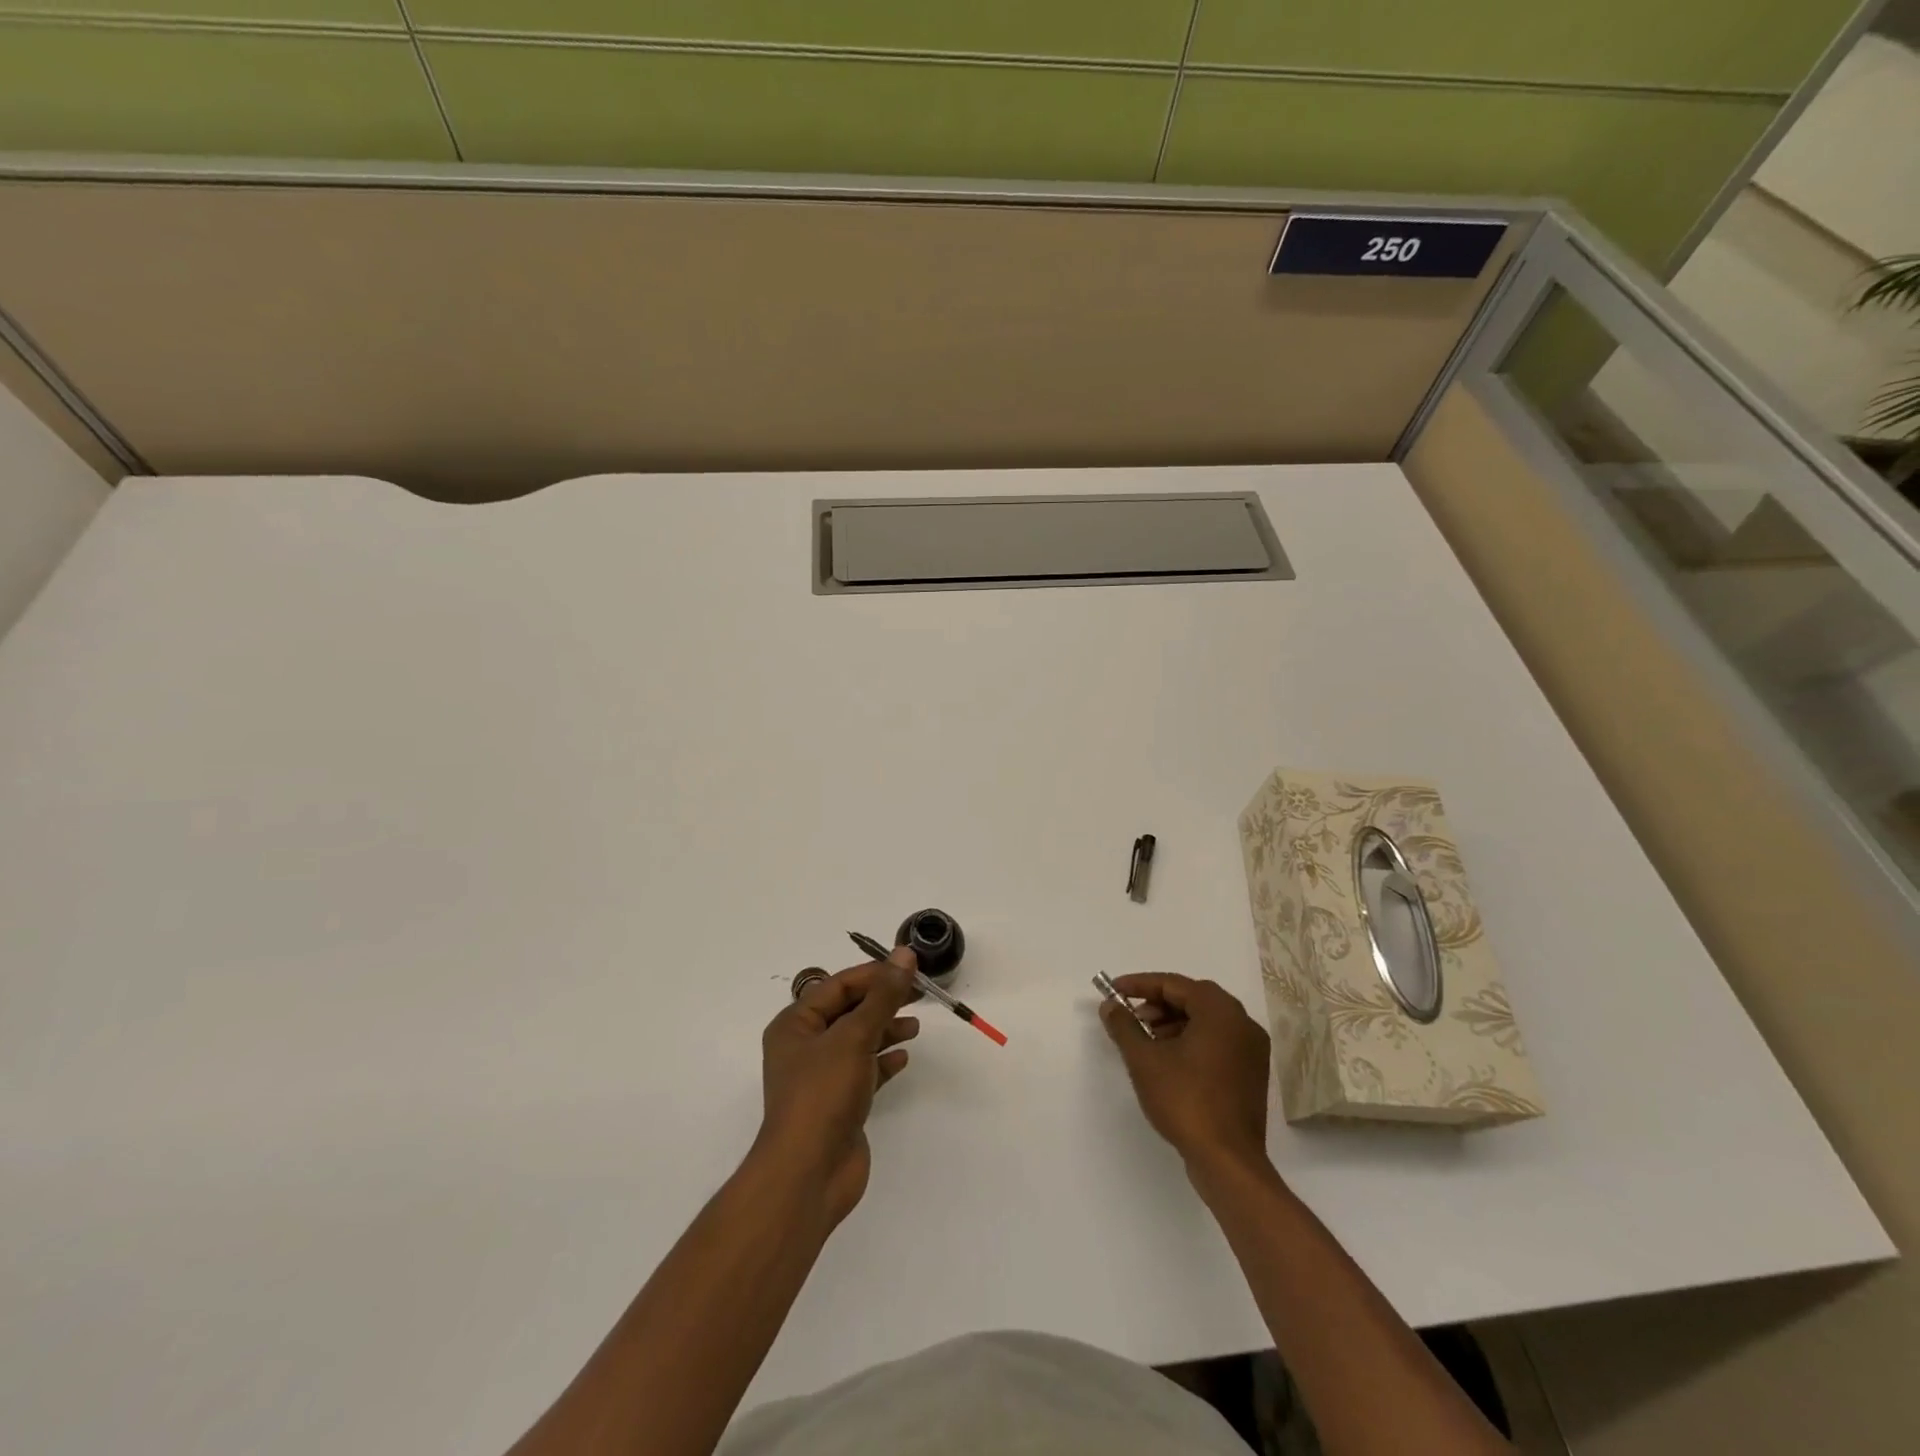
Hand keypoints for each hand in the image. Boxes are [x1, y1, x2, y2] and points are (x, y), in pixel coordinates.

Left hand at [756, 948, 920, 1226]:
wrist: (808, 1175)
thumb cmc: (823, 1094)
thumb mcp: (855, 1037)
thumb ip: (883, 996)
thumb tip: (904, 954)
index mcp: (795, 1024)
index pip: (838, 985)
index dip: (874, 974)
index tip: (909, 968)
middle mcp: (804, 1046)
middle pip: (848, 1011)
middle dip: (882, 1001)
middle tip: (919, 994)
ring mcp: (821, 1077)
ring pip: (858, 1040)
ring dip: (885, 1029)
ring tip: (915, 1026)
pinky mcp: (838, 1103)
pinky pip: (864, 1070)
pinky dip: (883, 1061)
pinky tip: (904, 1057)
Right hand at [1100, 973, 1271, 1177]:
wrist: (1227, 1162)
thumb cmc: (1185, 1101)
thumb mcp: (1144, 1060)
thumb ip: (1124, 1026)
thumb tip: (1110, 1006)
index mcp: (1221, 1012)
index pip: (1175, 984)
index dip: (1140, 985)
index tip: (1114, 991)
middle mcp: (1243, 1024)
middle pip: (1193, 999)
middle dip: (1157, 1005)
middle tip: (1130, 1018)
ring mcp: (1251, 1051)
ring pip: (1205, 1022)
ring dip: (1172, 1024)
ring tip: (1144, 1042)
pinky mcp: (1250, 1075)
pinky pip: (1216, 1043)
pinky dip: (1190, 1042)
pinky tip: (1167, 1061)